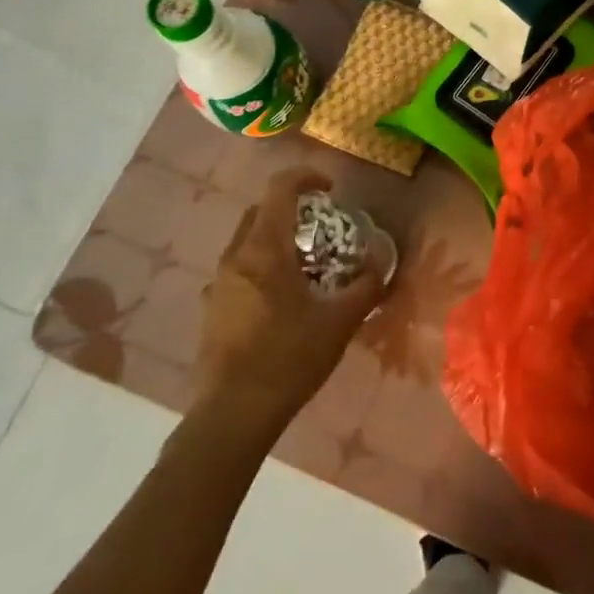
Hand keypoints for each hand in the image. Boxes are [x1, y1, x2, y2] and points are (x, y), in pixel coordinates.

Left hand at [195, 169, 385, 431]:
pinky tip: (280, 300)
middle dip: (291, 208)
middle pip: (260, 211)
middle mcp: (235, 257)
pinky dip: (261, 268)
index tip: (331, 189)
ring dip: (275, 239)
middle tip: (322, 227)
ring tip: (305, 265)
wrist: (232, 415)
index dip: (306, 177)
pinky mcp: (212, 310)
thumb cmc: (289, 357)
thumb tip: (381, 263)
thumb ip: (366, 286)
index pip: (280, 189)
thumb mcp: (340, 321)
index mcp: (264, 249)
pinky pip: (238, 271)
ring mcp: (218, 284)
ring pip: (246, 242)